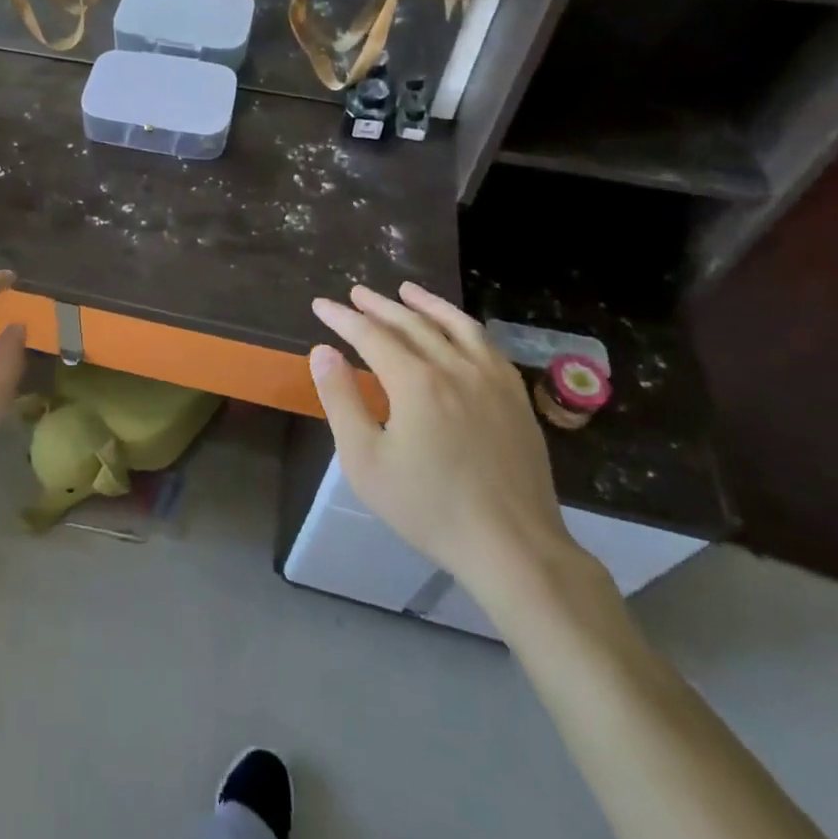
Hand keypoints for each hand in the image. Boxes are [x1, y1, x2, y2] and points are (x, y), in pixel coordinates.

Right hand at [308, 282, 578, 602]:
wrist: (513, 548)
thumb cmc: (429, 507)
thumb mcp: (365, 460)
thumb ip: (341, 399)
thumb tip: (322, 351)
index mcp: (416, 382)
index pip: (371, 335)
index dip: (343, 318)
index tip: (321, 305)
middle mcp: (454, 368)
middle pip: (411, 323)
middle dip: (379, 306)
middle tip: (356, 293)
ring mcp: (492, 380)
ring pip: (456, 326)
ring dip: (426, 304)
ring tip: (406, 290)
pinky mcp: (516, 399)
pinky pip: (487, 346)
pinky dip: (464, 327)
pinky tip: (458, 329)